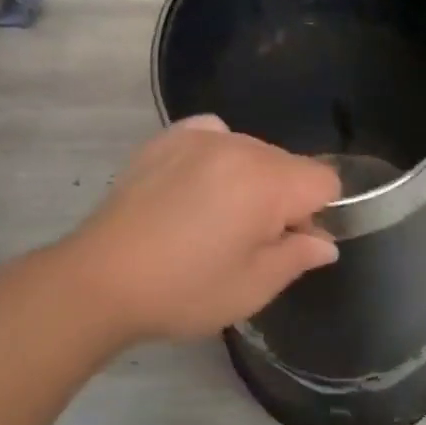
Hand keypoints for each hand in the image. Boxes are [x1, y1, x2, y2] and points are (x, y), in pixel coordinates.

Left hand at [62, 116, 341, 343]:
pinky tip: (196, 185)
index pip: (325, 180)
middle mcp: (239, 146)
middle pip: (290, 164)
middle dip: (285, 198)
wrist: (99, 280)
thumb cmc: (184, 290)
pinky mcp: (166, 139)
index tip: (288, 244)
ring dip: (251, 179)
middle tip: (249, 240)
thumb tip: (324, 242)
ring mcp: (198, 136)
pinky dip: (218, 155)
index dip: (318, 214)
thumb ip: (298, 257)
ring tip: (214, 217)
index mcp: (267, 182)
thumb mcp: (253, 287)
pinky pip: (213, 134)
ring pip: (253, 150)